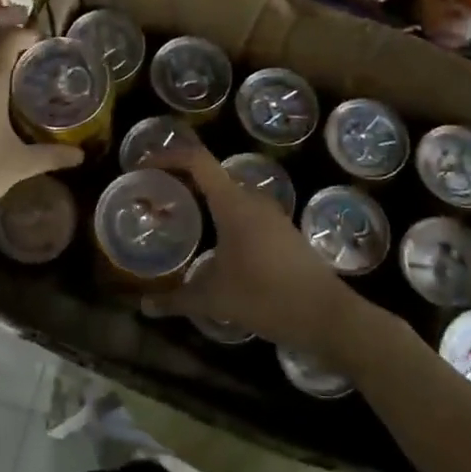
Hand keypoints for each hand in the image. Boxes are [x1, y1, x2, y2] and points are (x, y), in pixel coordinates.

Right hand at [142, 146, 364, 356]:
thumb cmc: (266, 297)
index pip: (196, 160)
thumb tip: (144, 306)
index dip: (167, 156)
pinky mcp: (283, 231)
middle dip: (181, 179)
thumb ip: (176, 299)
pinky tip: (213, 242)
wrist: (327, 316)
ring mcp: (271, 214)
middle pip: (211, 174)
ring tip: (179, 216)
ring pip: (229, 193)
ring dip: (203, 198)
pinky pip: (244, 210)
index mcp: (233, 203)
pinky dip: (222, 215)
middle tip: (155, 195)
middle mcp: (252, 199)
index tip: (142, 166)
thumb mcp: (215, 299)